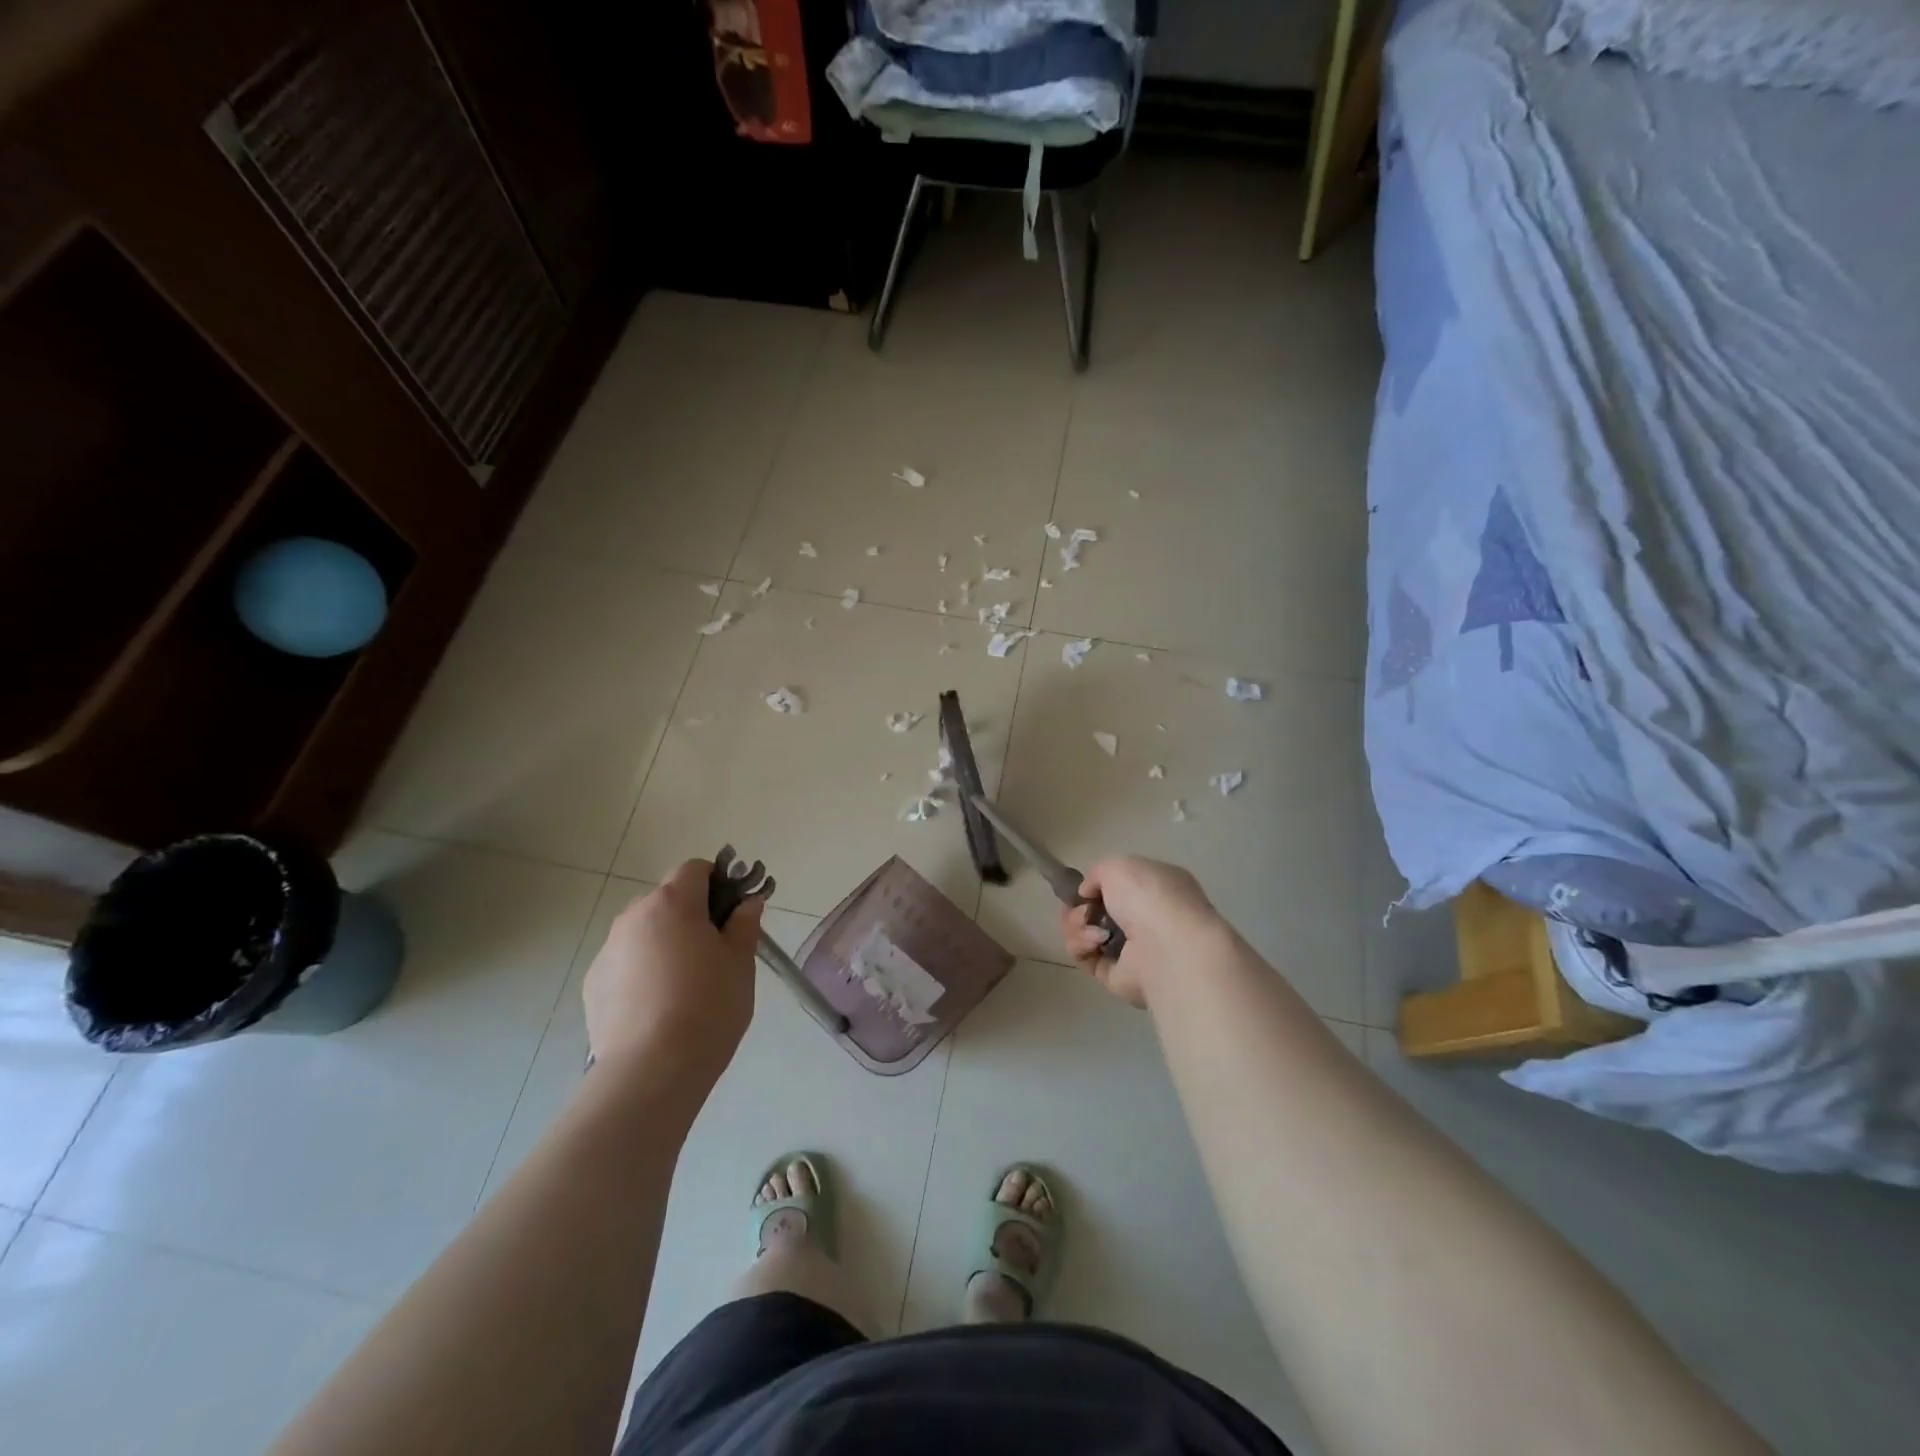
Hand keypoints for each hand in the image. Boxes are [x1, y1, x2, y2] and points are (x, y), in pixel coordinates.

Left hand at [583, 860, 762, 1080]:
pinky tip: (658, 1008)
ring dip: (664, 943)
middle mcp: (633, 917)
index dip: (718, 883)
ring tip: (684, 986)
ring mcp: (608, 951)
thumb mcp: (740, 962)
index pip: (694, 869)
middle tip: (714, 952)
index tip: (732, 913)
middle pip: (667, 899)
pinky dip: (642, 972)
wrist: (652, 1071)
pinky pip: (625, 963)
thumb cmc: (708, 1006)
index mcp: (672, 903)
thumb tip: (747, 902)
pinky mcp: (593, 985)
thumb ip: (745, 924)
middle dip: (690, 915)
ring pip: (644, 932)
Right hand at [1059, 855, 1220, 1007]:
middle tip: (1083, 911)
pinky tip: (1094, 942)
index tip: (1082, 889)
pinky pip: (1086, 958)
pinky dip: (1082, 947)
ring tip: (1093, 930)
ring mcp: (1133, 950)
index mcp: (1156, 888)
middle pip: (1096, 912)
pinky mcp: (1117, 976)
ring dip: (1077, 926)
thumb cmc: (1148, 897)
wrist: (1167, 947)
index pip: (1119, 887)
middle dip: (1079, 909)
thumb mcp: (1118, 865)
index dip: (1095, 887)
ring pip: (1086, 933)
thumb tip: (1087, 894)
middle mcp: (1146, 919)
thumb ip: (1097, 873)